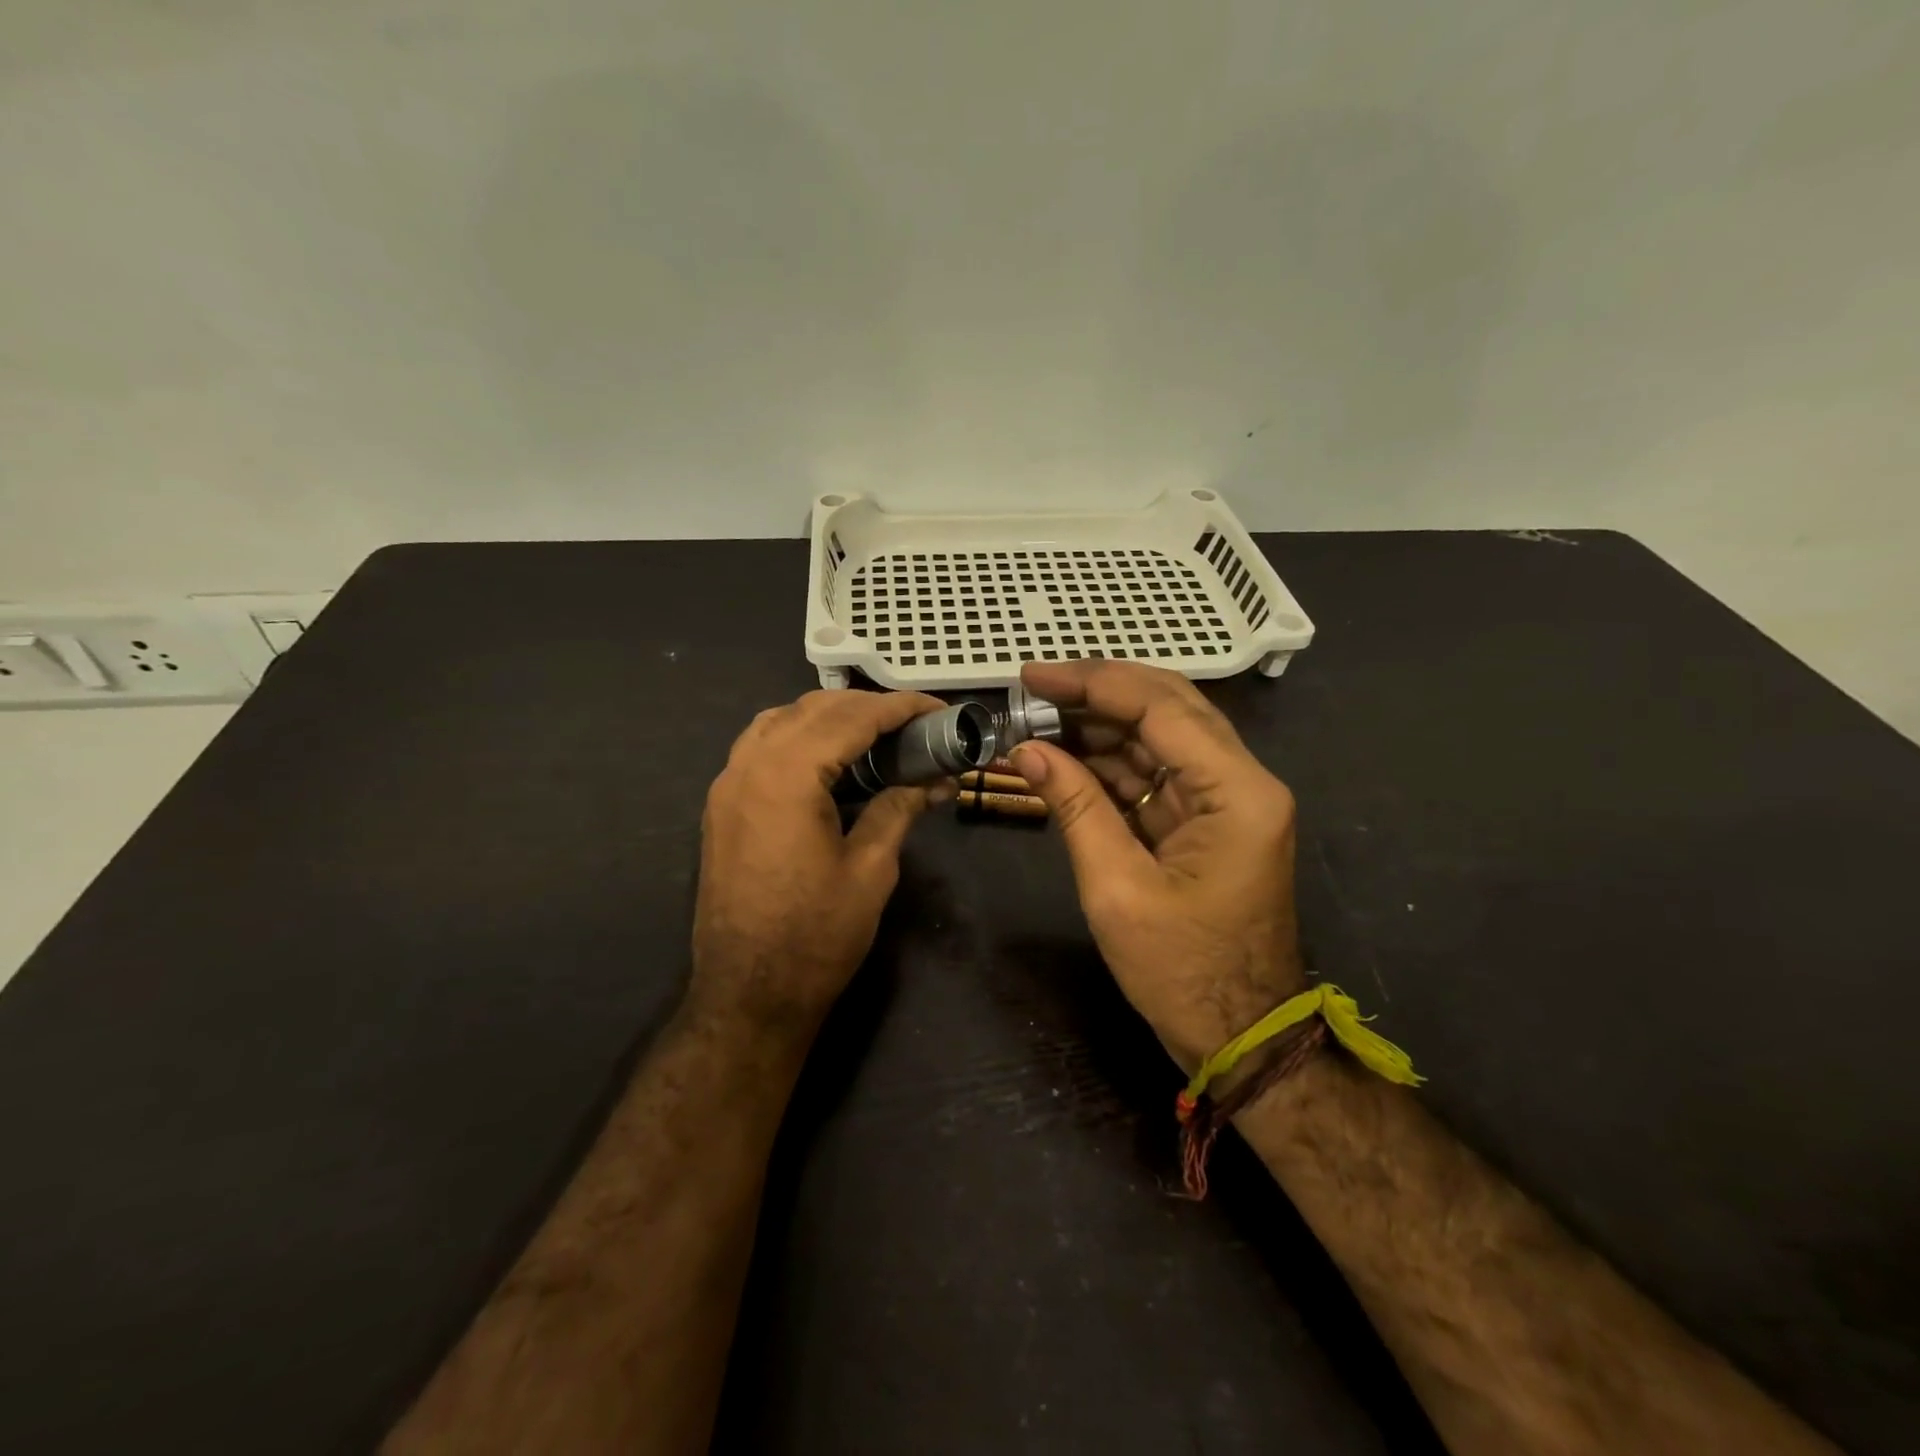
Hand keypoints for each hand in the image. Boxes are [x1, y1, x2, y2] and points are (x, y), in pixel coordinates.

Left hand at [692, 688, 948, 1034]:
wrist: (747, 993)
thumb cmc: (816, 935)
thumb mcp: (871, 869)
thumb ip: (898, 808)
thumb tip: (934, 781)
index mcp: (788, 776)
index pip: (851, 717)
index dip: (900, 708)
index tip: (939, 710)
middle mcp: (749, 765)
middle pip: (814, 709)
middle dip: (868, 707)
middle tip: (915, 725)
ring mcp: (728, 784)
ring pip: (781, 719)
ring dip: (830, 716)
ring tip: (875, 735)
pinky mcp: (722, 805)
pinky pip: (760, 745)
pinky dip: (798, 736)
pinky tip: (828, 759)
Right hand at [1009, 661, 1305, 1068]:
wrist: (1241, 1037)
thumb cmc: (1182, 972)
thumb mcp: (1117, 889)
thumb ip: (1074, 807)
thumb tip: (1026, 749)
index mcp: (1237, 792)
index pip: (1161, 708)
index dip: (1093, 683)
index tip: (1033, 675)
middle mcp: (1243, 781)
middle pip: (1169, 707)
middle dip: (1099, 691)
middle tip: (1035, 687)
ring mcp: (1229, 799)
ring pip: (1162, 736)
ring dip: (1101, 725)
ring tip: (1039, 720)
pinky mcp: (1209, 820)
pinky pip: (1157, 774)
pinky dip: (1111, 763)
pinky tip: (1066, 755)